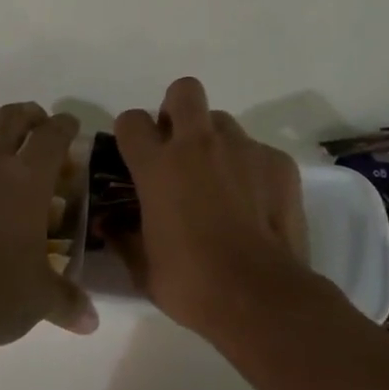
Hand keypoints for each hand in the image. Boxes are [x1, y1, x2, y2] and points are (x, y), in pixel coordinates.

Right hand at [109, 77, 311, 332]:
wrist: (261, 297)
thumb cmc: (190, 283)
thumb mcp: (142, 266)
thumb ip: (123, 237)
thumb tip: (110, 226)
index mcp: (157, 166)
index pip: (131, 120)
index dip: (131, 134)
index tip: (135, 155)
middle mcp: (198, 145)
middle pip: (184, 92)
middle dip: (177, 109)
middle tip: (179, 147)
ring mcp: (243, 149)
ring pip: (222, 122)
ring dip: (215, 142)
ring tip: (221, 181)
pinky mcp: (278, 163)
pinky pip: (258, 151)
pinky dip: (251, 170)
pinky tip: (255, 204)